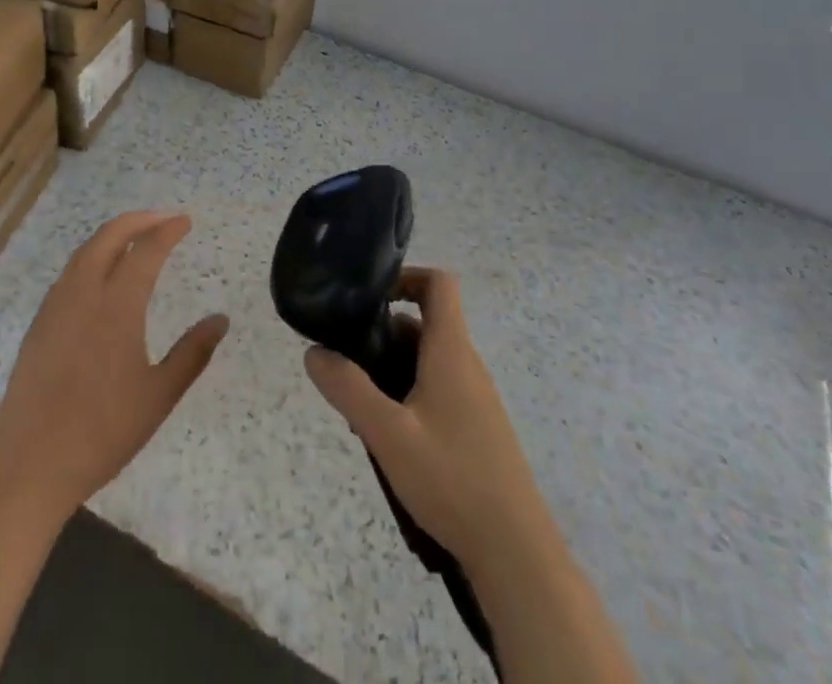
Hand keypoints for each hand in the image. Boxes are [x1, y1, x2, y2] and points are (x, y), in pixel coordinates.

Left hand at [0, 211, 228, 525]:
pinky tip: (100, 276)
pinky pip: (70, 273)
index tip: (185, 221)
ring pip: (85, 251)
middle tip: (163, 219)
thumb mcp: (158, 396)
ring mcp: (56, 307)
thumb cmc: (102, 433)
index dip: (168, 231)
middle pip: (110, 236)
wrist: (30, 464)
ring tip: (134, 239)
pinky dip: (91, 257)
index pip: (146, 251)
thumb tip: (221, 320)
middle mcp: (84, 293)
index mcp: (117, 306)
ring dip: (112, 235)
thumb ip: (192, 354)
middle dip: (138, 220)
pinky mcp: (39, 324)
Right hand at [304, 267, 551, 572]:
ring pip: (427, 361)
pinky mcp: (477, 429)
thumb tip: (314, 352)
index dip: (406, 276)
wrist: (517, 555)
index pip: (439, 283)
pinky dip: (408, 396)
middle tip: (347, 360)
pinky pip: (437, 391)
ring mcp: (475, 399)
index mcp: (451, 350)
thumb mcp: (388, 435)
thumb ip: (348, 389)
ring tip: (359, 405)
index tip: (370, 297)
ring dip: (392, 369)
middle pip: (424, 324)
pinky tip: (388, 437)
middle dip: (382, 334)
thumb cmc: (453, 480)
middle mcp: (466, 364)